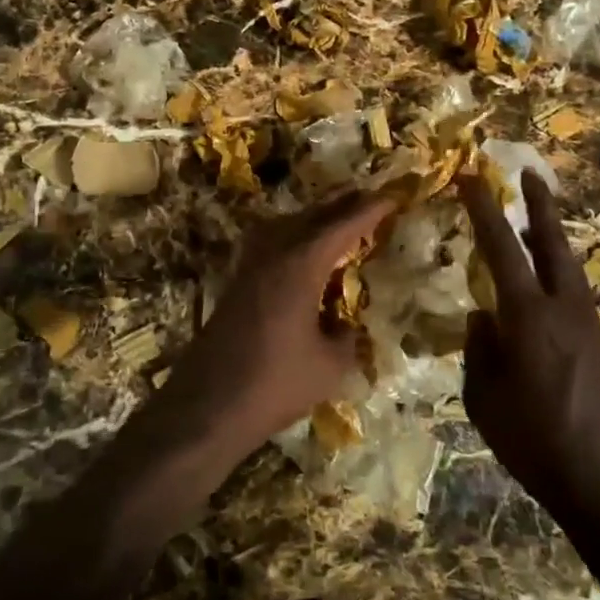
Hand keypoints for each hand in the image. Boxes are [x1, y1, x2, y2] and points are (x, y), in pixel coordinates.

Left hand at [157, 191, 394, 469]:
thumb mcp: (330, 367)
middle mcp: (274, 252)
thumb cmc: (275, 383)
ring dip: (315, 217)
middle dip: (342, 204)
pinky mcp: (237, 280)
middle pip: (312, 216)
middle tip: (369, 196)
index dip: (369, 210)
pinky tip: (300, 249)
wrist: (208, 403)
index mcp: (301, 263)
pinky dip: (293, 235)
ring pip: (287, 224)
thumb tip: (346, 326)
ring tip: (339, 217)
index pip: (343, 226)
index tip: (392, 196)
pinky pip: (271, 241)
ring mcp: (250, 264)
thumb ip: (346, 339)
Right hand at [457, 172, 599, 528]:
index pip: (502, 247)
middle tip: (530, 174)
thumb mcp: (486, 401)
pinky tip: (545, 294)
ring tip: (536, 224)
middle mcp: (565, 310)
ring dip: (552, 239)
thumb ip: (479, 352)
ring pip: (569, 268)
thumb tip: (482, 318)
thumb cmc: (538, 445)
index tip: (472, 177)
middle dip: (540, 206)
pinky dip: (558, 278)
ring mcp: (590, 327)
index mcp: (529, 317)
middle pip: (553, 243)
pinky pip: (574, 297)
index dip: (485, 208)